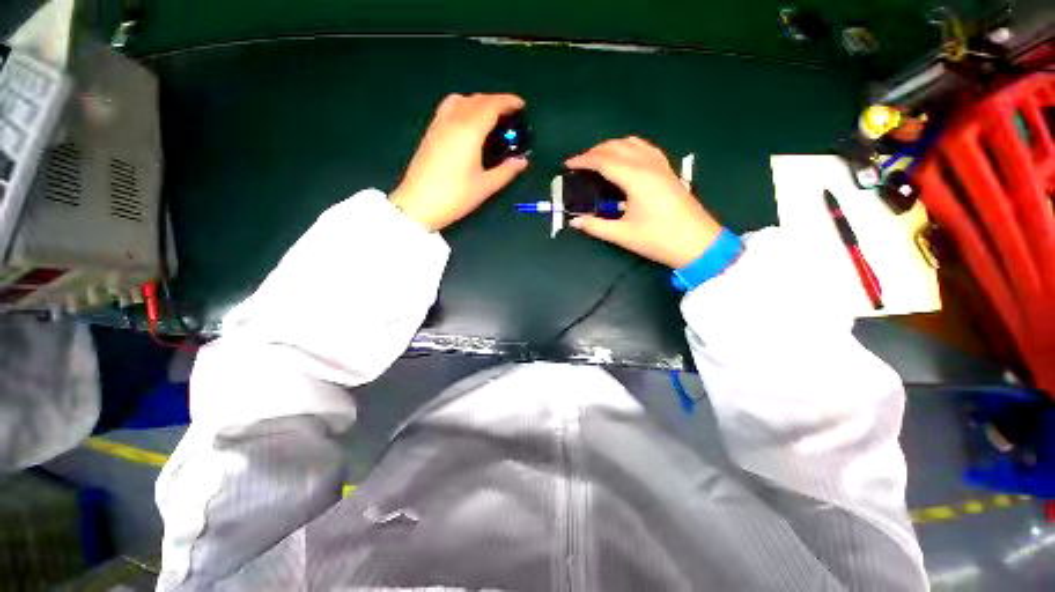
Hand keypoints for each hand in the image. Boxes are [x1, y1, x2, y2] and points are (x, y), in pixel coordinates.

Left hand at [390, 93, 528, 230]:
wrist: (419, 204)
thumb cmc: (455, 196)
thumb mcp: (485, 186)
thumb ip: (506, 171)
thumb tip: (522, 161)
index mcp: (469, 131)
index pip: (491, 106)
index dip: (508, 102)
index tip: (521, 105)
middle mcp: (453, 121)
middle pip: (476, 99)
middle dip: (495, 101)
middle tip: (509, 114)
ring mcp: (439, 125)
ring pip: (461, 100)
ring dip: (478, 102)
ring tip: (489, 116)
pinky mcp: (430, 132)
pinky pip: (449, 108)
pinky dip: (464, 106)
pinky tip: (468, 123)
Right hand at [566, 137, 721, 268]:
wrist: (697, 243)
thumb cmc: (659, 239)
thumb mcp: (623, 235)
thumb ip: (596, 226)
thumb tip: (575, 221)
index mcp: (636, 179)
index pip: (604, 161)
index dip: (583, 160)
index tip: (568, 164)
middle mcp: (648, 165)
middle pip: (617, 147)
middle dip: (595, 151)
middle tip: (579, 164)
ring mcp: (661, 165)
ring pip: (633, 143)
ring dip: (612, 146)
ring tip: (598, 159)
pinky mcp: (667, 170)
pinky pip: (645, 149)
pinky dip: (629, 148)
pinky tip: (624, 158)